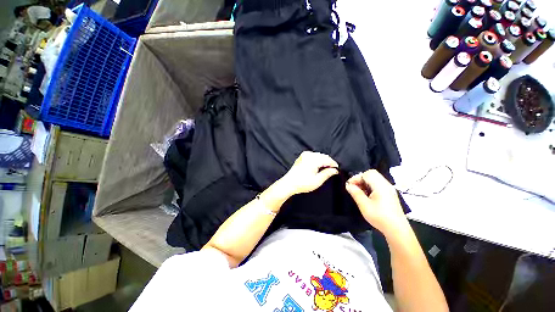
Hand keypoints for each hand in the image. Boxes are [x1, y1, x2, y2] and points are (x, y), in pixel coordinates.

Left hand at [279, 151, 338, 195]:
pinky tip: (318, 166)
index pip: (327, 159)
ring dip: (323, 161)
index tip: (337, 169)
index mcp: (313, 160)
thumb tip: (335, 170)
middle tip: (332, 170)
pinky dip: (317, 160)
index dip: (333, 164)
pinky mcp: (302, 156)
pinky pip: (313, 156)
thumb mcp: (317, 181)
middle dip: (328, 162)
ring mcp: (304, 155)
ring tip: (325, 169)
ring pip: (318, 155)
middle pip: (323, 156)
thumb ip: (327, 174)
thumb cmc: (302, 183)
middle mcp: (308, 155)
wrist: (289, 183)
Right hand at [345, 169, 407, 237]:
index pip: (367, 174)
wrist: (397, 230)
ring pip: (375, 179)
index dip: (357, 177)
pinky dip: (370, 187)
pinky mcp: (390, 195)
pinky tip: (367, 196)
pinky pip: (378, 185)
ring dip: (365, 183)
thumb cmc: (380, 217)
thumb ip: (356, 193)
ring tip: (359, 192)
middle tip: (354, 188)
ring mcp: (389, 189)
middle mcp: (386, 185)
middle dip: (361, 179)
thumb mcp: (364, 205)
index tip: (350, 186)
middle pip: (371, 174)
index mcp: (381, 186)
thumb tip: (348, 185)